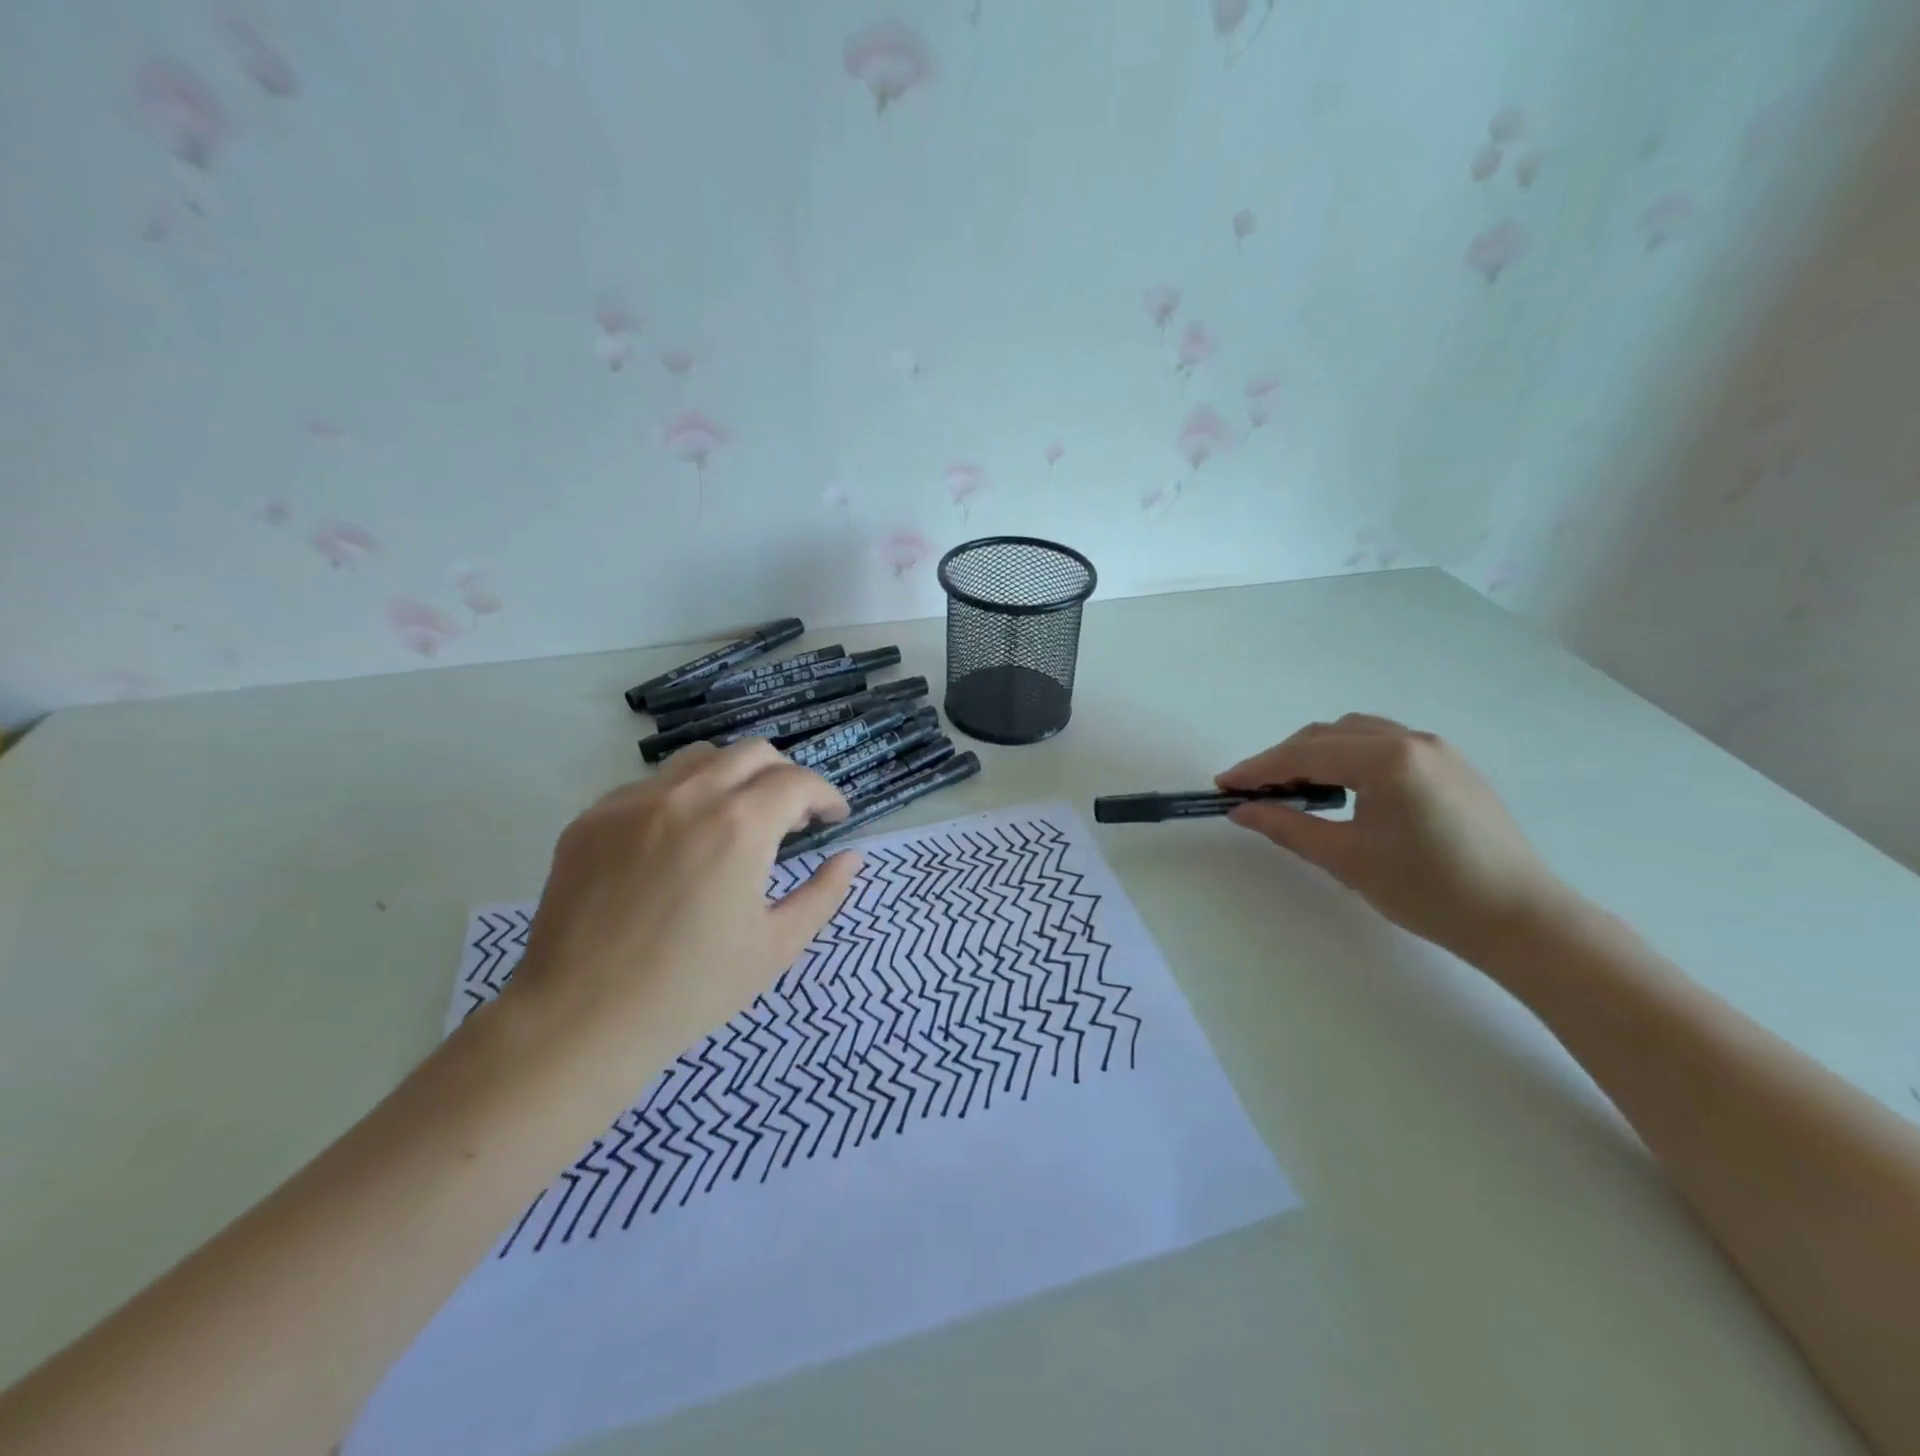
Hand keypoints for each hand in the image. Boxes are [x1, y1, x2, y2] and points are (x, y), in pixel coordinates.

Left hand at [505, 741, 861, 1081]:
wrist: (579, 1020)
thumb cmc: (691, 989)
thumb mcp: (776, 947)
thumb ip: (824, 894)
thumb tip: (852, 858)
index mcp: (739, 826)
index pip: (798, 782)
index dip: (826, 796)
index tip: (834, 818)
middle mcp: (688, 796)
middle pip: (753, 753)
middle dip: (785, 777)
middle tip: (791, 818)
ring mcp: (633, 802)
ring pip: (699, 760)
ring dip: (733, 778)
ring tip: (736, 820)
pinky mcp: (592, 819)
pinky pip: (650, 787)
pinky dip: (681, 799)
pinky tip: (677, 843)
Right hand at [1216, 714, 1567, 956]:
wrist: (1520, 919)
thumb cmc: (1427, 890)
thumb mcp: (1346, 859)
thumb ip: (1287, 826)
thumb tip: (1242, 811)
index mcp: (1387, 759)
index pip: (1304, 753)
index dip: (1258, 768)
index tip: (1224, 785)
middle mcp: (1411, 740)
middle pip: (1327, 735)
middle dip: (1284, 759)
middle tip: (1254, 792)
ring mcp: (1436, 750)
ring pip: (1356, 734)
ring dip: (1317, 754)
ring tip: (1293, 789)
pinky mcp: (1450, 766)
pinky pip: (1384, 745)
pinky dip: (1349, 758)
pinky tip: (1341, 788)